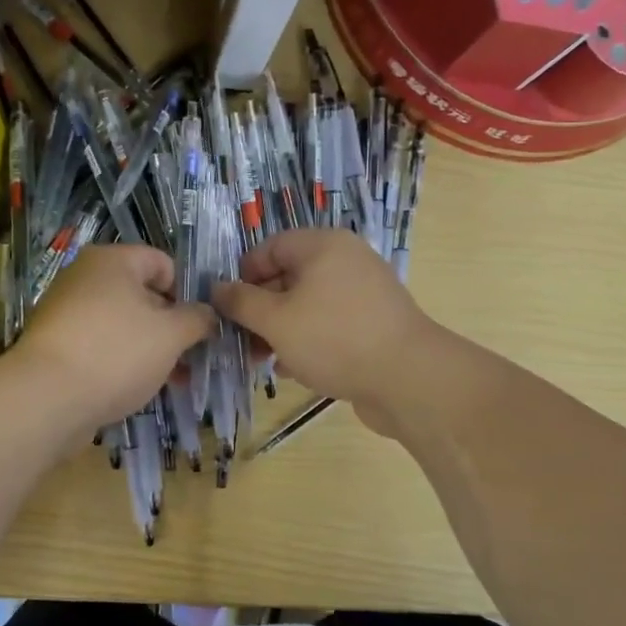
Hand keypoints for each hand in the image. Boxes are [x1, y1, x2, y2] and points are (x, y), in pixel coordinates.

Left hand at [12, 244, 214, 440]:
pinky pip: (101, 346)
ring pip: (123, 324)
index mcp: (112, 260)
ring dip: (151, 349)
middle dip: (171, 326)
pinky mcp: (57, 346)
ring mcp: (67, 312)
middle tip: (193, 358)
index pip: (163, 263)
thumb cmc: (116, 353)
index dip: (188, 292)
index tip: (201, 326)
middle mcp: (85, 277)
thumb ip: (197, 319)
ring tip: (173, 381)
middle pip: (142, 295)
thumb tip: (209, 314)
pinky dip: (122, 362)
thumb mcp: (171, 335)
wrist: (45, 399)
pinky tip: (139, 389)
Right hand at [213, 229, 438, 436]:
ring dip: (281, 329)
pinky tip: (293, 369)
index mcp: (323, 246)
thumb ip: (241, 302)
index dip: (243, 274)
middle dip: (260, 308)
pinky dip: (308, 340)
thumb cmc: (333, 339)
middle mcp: (346, 261)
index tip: (226, 307)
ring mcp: (364, 293)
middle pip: (289, 276)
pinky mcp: (374, 323)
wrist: (408, 379)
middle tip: (240, 340)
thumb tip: (217, 288)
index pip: (270, 247)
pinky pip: (330, 324)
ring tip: (262, 360)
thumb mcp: (276, 320)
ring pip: (308, 304)